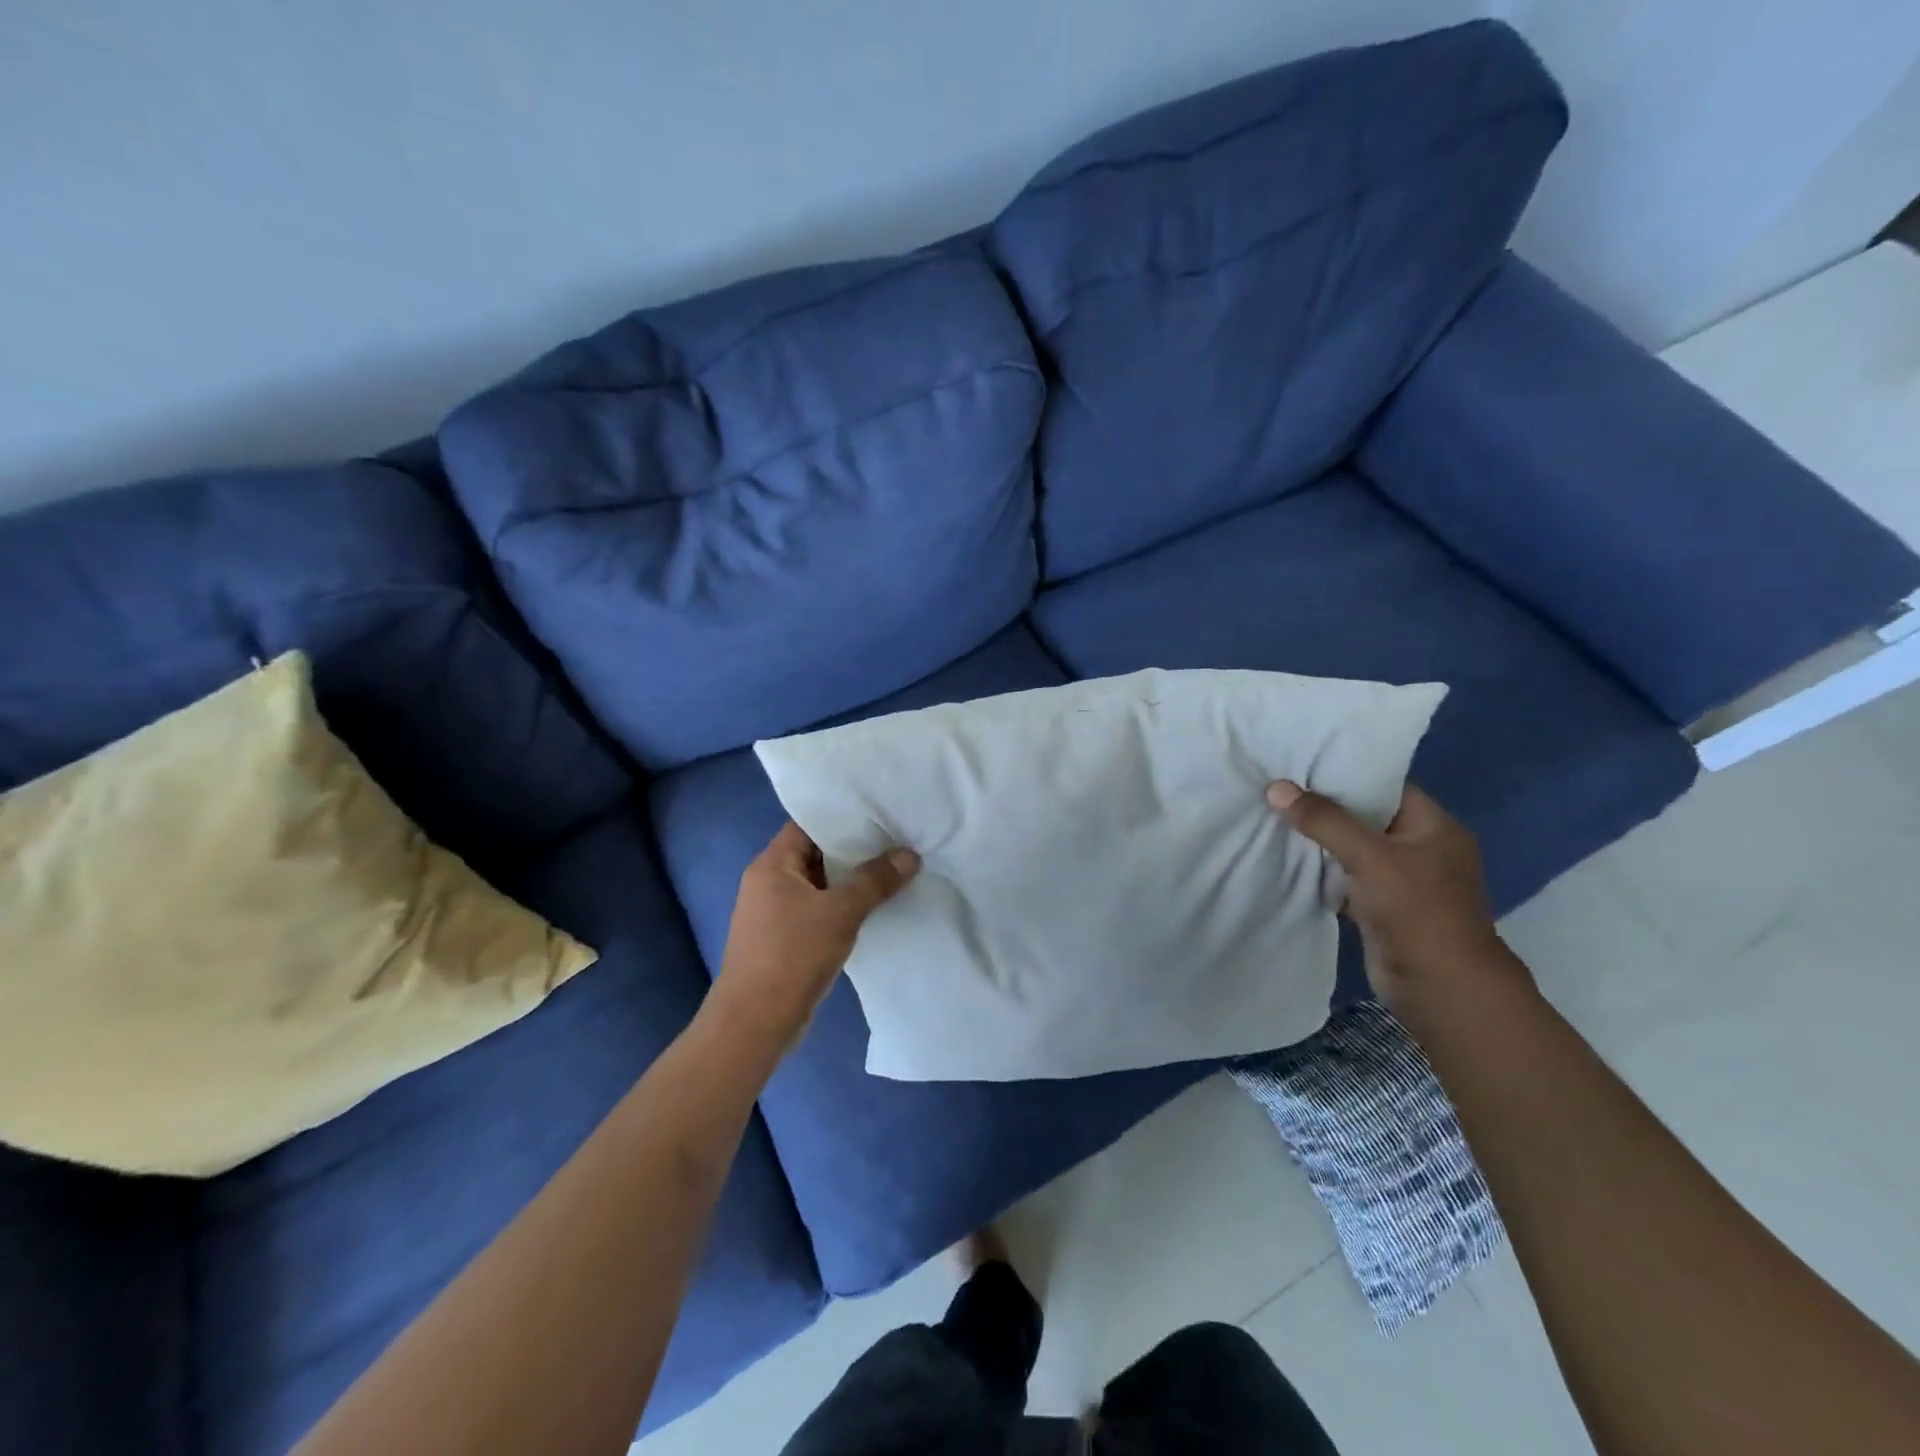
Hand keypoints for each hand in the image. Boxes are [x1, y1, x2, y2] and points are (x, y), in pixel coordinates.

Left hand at [709, 822, 919, 1057]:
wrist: (755, 1024)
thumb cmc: (792, 956)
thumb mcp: (840, 912)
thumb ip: (875, 881)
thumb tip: (909, 855)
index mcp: (772, 865)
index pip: (808, 825)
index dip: (843, 818)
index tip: (880, 815)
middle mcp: (769, 882)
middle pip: (816, 853)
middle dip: (855, 850)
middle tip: (896, 841)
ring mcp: (775, 913)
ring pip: (820, 884)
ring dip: (851, 881)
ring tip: (894, 870)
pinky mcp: (785, 939)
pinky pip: (819, 911)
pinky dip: (844, 907)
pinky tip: (876, 908)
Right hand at [1265, 779, 1528, 1013]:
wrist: (1439, 988)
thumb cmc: (1417, 911)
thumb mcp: (1370, 856)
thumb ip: (1324, 821)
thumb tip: (1276, 788)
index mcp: (1434, 827)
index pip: (1386, 786)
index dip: (1346, 772)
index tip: (1302, 761)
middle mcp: (1420, 848)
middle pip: (1365, 816)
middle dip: (1324, 805)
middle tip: (1278, 785)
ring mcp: (1400, 880)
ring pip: (1351, 848)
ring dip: (1318, 839)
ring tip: (1273, 813)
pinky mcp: (1379, 906)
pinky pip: (1344, 877)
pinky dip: (1320, 870)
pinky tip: (1285, 855)